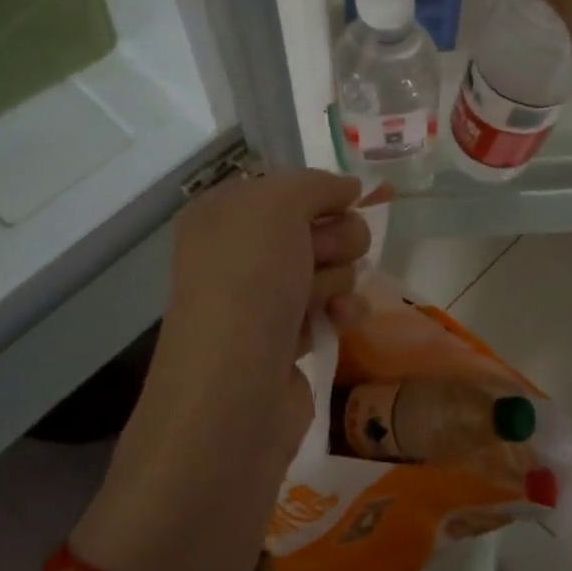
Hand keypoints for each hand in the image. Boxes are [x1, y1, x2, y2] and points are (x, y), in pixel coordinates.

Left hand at [144, 169, 367, 478]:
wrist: (235, 386)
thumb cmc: (249, 282)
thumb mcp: (277, 206)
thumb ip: (316, 184)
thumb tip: (349, 187)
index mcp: (222, 214)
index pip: (289, 188)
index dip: (320, 196)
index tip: (340, 205)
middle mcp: (239, 254)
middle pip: (317, 227)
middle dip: (333, 240)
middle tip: (320, 257)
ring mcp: (262, 300)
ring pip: (330, 268)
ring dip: (337, 279)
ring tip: (319, 302)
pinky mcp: (287, 340)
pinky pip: (331, 309)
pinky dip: (342, 313)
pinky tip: (340, 322)